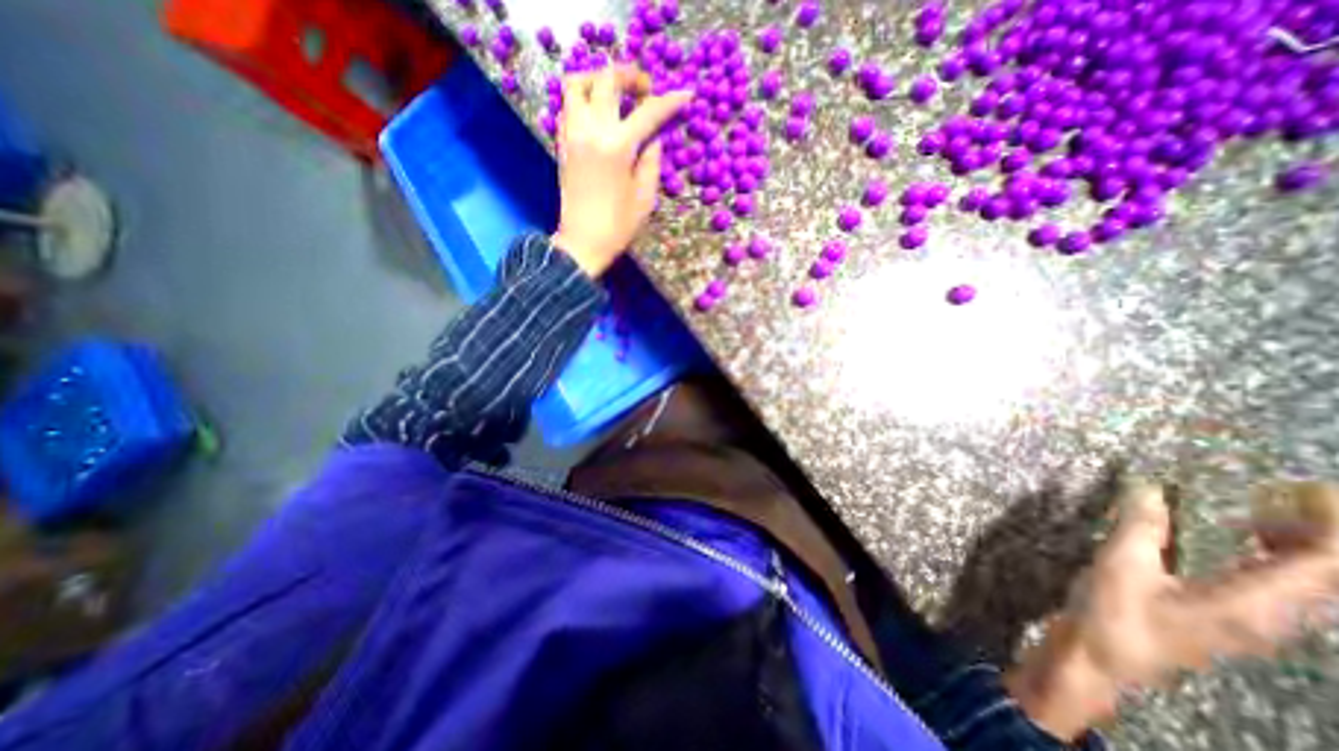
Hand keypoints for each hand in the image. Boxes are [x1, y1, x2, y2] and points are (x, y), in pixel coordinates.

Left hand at [548, 64, 688, 274]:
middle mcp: (592, 131)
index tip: (686, 95)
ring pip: (577, 83)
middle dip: (631, 75)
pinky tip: (597, 114)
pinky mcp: (562, 144)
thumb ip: (651, 161)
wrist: (583, 242)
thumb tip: (653, 138)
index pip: (648, 112)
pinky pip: (567, 106)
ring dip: (598, 79)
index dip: (670, 101)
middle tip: (645, 89)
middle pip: (607, 80)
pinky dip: (583, 99)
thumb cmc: (618, 226)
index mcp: (618, 146)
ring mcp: (572, 135)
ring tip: (615, 93)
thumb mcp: (645, 197)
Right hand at [1005, 481, 1338, 737]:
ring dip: (1300, 546)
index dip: (1331, 526)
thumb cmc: (1114, 612)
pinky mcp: (1234, 619)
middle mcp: (1271, 616)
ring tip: (1265, 512)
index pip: (1325, 566)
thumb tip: (1152, 489)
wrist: (1102, 656)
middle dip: (1320, 533)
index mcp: (1251, 603)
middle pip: (1328, 577)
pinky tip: (1242, 543)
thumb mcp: (1120, 565)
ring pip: (1309, 584)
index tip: (1313, 489)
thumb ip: (1141, 527)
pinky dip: (1276, 559)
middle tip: (1288, 494)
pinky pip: (1281, 587)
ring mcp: (1255, 621)